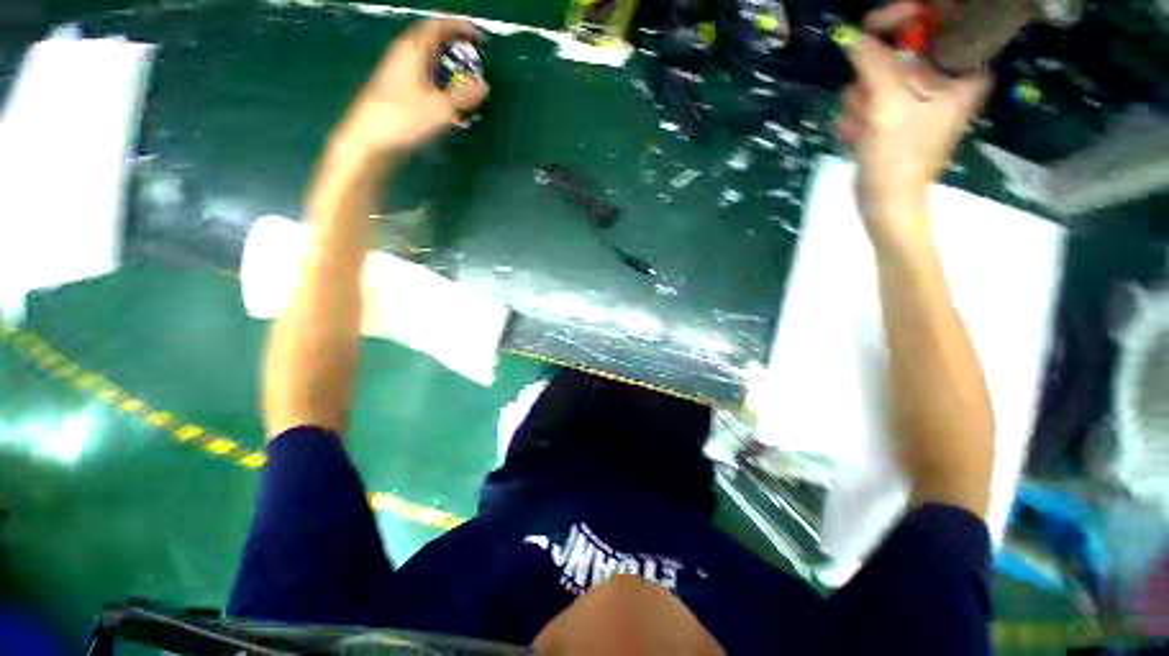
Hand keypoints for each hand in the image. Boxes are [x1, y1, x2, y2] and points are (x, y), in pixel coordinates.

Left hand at [336, 19, 488, 156]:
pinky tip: (439, 98)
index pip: (439, 26)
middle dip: (451, 45)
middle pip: (428, 40)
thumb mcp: (441, 109)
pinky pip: (413, 77)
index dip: (461, 29)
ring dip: (441, 64)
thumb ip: (466, 95)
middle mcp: (400, 56)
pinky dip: (430, 80)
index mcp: (413, 50)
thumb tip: (483, 86)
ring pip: (420, 60)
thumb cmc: (399, 121)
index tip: (478, 39)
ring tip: (458, 77)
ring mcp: (389, 75)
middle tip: (469, 54)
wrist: (360, 146)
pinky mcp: (384, 93)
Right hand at [838, 3, 989, 245]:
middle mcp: (938, 94)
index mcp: (954, 91)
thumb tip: (859, 36)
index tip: (920, 14)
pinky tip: (859, 132)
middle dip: (881, 56)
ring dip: (863, 91)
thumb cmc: (899, 160)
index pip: (967, 51)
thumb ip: (873, 60)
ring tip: (865, 121)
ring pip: (883, 72)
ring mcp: (914, 105)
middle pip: (915, 50)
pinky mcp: (895, 117)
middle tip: (862, 56)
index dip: (947, 29)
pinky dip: (860, 109)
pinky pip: (872, 93)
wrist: (886, 209)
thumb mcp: (887, 103)